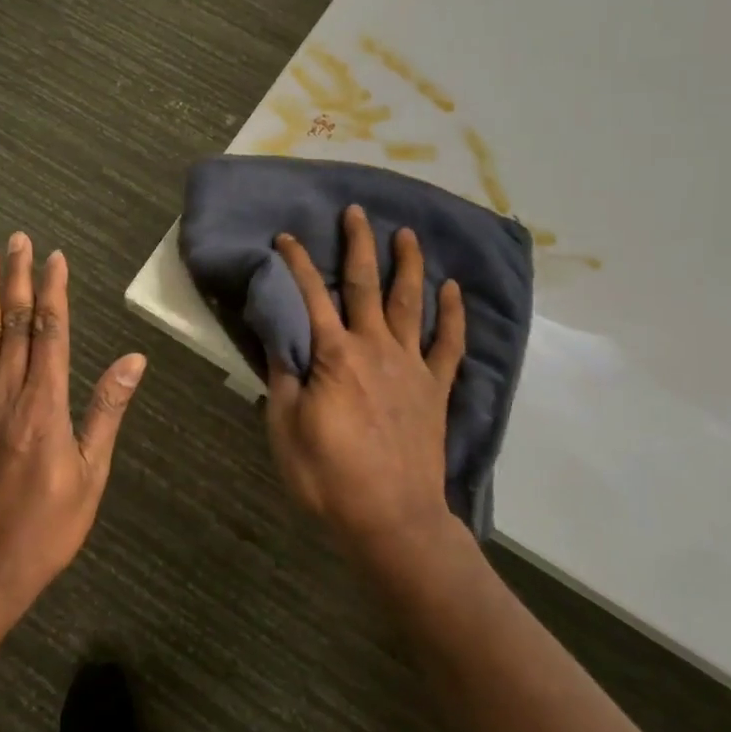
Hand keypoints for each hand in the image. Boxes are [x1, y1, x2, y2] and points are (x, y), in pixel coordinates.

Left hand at [0, 233, 146, 616]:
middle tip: (17, 239)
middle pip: (15, 323)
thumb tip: (132, 360)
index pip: (51, 332)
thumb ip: (106, 411)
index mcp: (44, 405)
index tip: (55, 257)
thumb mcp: (90, 475)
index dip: (53, 291)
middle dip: (19, 278)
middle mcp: (7, 394)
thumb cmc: (44, 528)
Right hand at [265, 205, 464, 562]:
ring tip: (407, 235)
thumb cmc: (329, 477)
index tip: (287, 237)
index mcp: (334, 356)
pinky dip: (453, 315)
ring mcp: (411, 366)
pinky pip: (448, 344)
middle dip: (359, 245)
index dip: (296, 263)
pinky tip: (453, 290)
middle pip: (365, 285)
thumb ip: (284, 378)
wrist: (392, 519)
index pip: (310, 297)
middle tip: (357, 212)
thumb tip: (277, 336)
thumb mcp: (286, 430)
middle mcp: (374, 348)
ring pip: (410, 303)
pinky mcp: (435, 388)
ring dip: (408, 265)